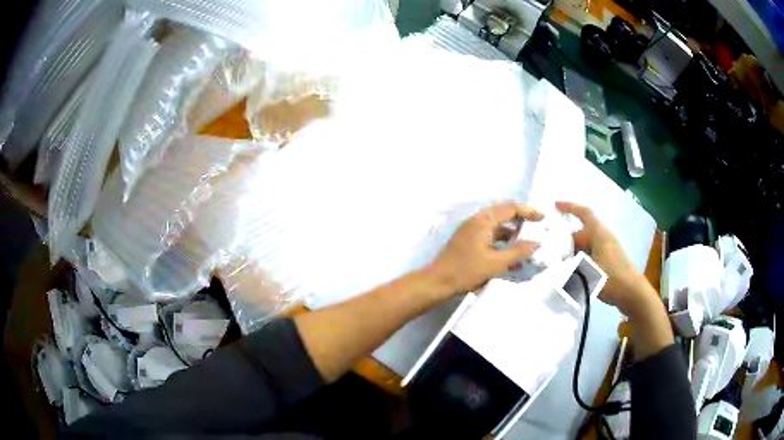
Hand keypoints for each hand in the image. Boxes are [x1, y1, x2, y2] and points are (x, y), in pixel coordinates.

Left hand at [426, 202, 541, 296]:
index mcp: (483, 221)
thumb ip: (517, 252)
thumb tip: (536, 243)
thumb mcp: (495, 263)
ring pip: (496, 225)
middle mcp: (476, 221)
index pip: (509, 208)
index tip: (542, 218)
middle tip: (535, 227)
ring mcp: (470, 231)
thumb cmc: (466, 271)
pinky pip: (489, 235)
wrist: (437, 282)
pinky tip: (510, 256)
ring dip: (511, 232)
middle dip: (520, 219)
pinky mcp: (468, 241)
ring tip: (526, 243)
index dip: (528, 211)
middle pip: (503, 213)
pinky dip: (502, 242)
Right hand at [556, 201, 654, 315]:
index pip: (583, 213)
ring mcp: (606, 249)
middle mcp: (603, 237)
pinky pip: (589, 255)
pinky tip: (571, 273)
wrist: (632, 294)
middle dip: (565, 240)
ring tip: (558, 264)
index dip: (569, 207)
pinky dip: (579, 260)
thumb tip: (554, 262)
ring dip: (572, 253)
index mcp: (599, 233)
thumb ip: (570, 265)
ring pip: (584, 246)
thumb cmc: (611, 278)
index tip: (555, 206)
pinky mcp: (607, 261)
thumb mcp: (588, 271)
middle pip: (580, 233)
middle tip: (550, 251)